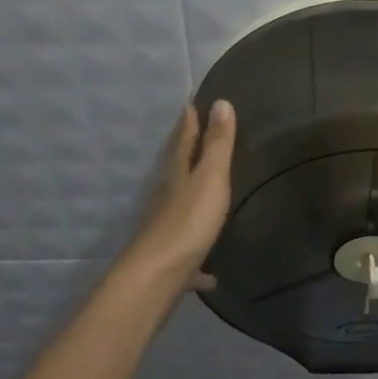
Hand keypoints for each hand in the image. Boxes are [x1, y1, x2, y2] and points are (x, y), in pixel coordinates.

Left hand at [122, 98, 236, 286]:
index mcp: (177, 174)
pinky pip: (189, 254)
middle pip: (177, 169)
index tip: (191, 102)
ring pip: (179, 206)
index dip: (189, 121)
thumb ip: (217, 144)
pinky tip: (211, 275)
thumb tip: (220, 102)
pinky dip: (199, 261)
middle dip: (186, 152)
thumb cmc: (187, 222)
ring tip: (205, 193)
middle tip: (195, 135)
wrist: (156, 276)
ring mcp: (166, 229)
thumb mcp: (210, 178)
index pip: (183, 140)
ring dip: (189, 196)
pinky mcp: (171, 260)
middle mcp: (167, 197)